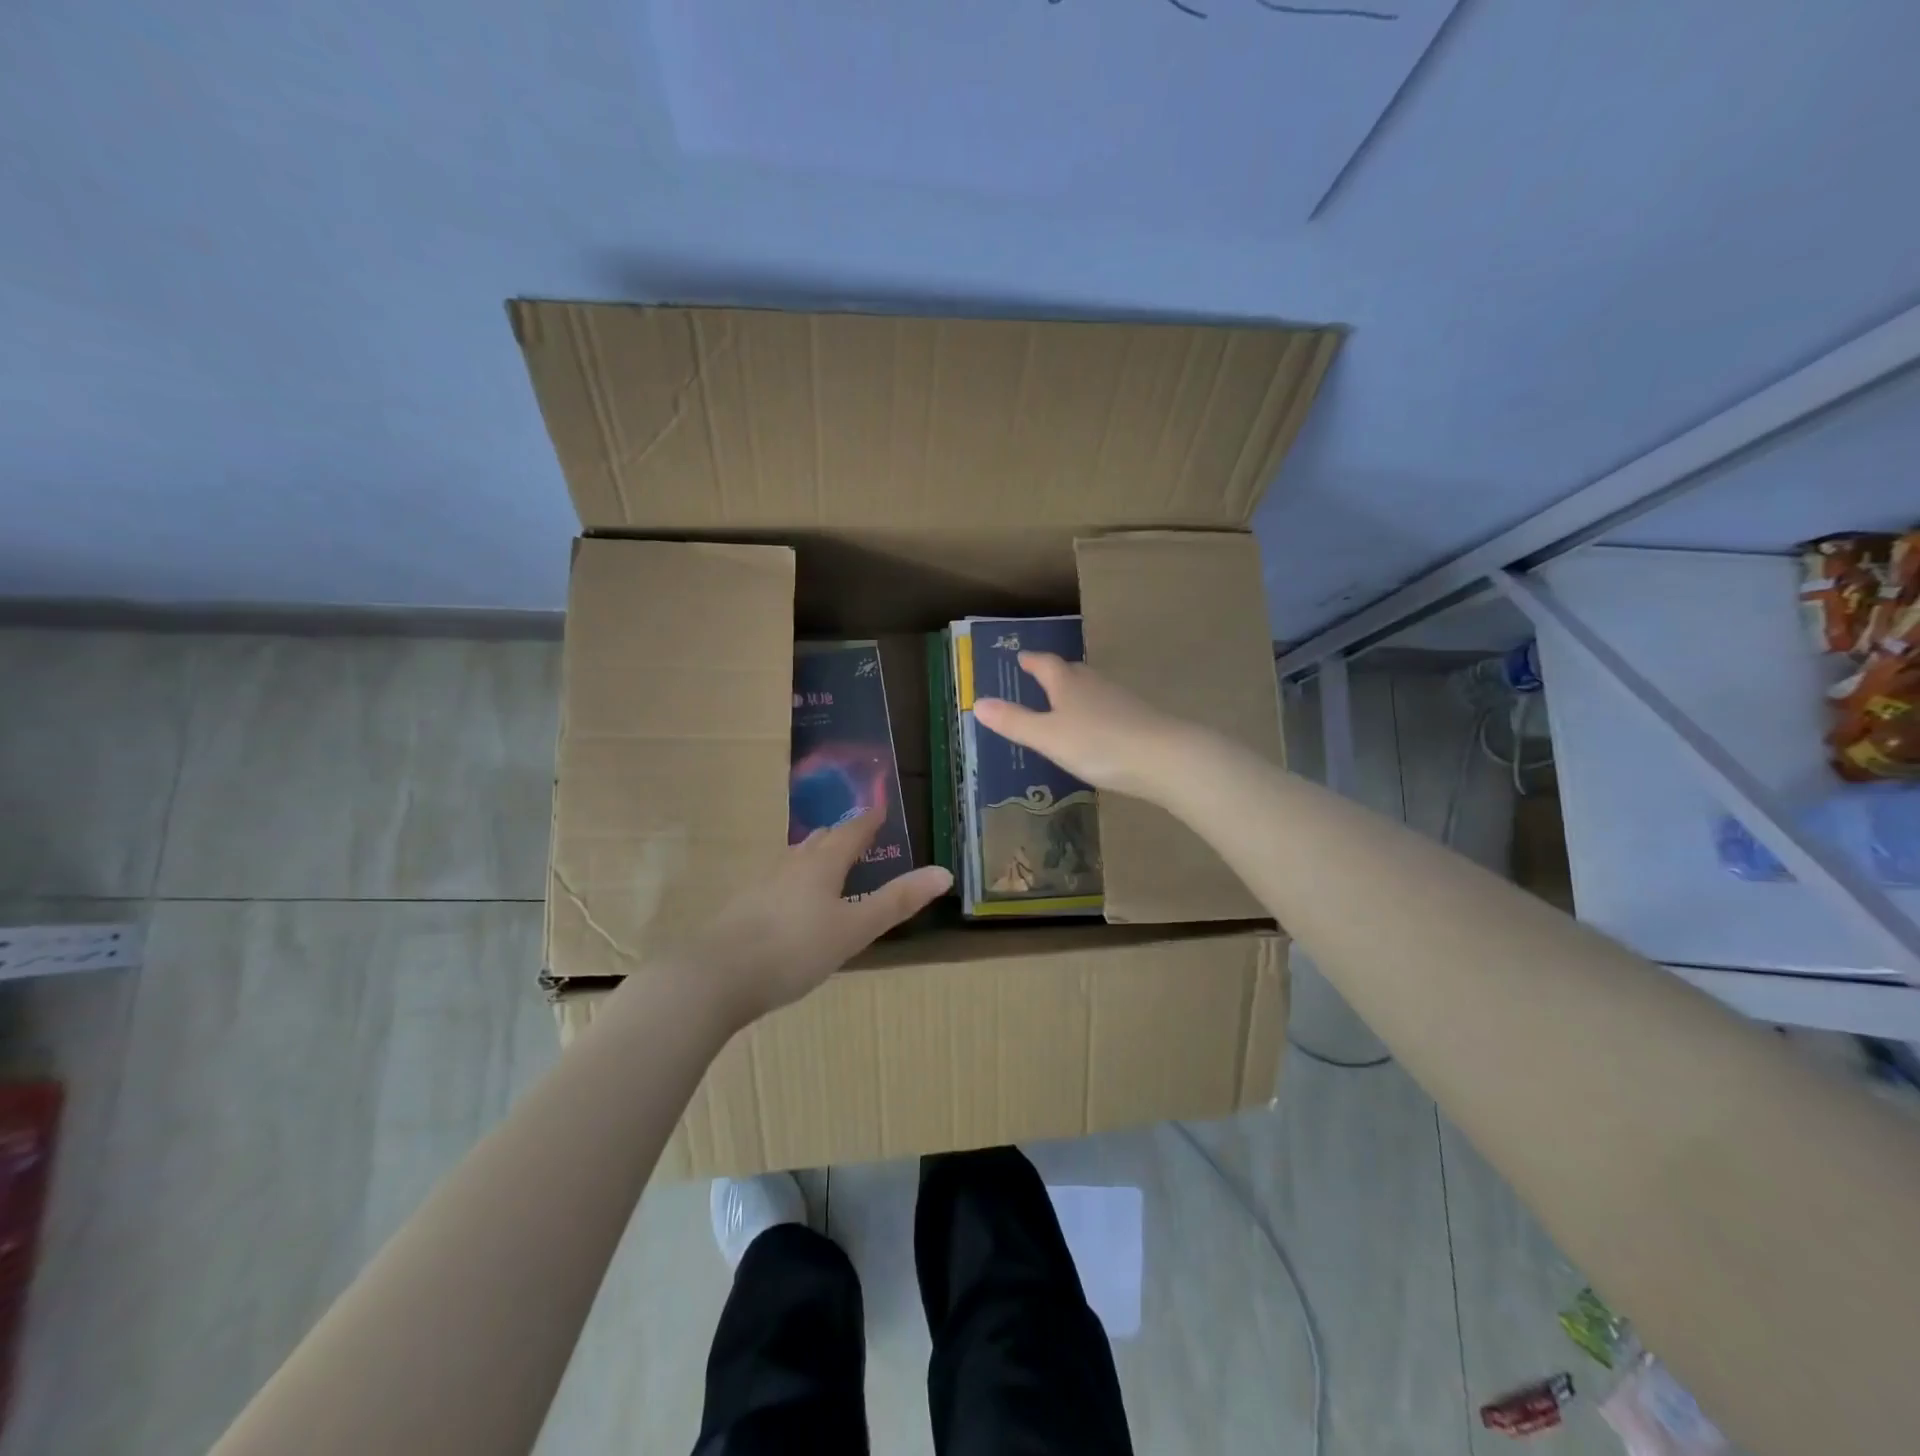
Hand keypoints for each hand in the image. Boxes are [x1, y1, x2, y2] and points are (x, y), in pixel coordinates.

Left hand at [691, 811, 950, 1024]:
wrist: (715, 977)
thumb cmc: (795, 949)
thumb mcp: (855, 929)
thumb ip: (897, 901)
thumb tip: (944, 872)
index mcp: (821, 865)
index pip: (850, 833)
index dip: (867, 821)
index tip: (878, 810)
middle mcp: (790, 866)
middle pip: (818, 841)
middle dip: (839, 835)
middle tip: (855, 835)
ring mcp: (761, 886)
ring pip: (793, 860)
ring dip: (813, 856)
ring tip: (824, 863)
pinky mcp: (741, 909)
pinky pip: (776, 883)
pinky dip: (792, 882)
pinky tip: (789, 902)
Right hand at [972, 652, 1190, 801]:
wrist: (1164, 757)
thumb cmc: (1098, 744)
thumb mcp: (1047, 737)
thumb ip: (1014, 721)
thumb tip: (977, 703)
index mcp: (1068, 683)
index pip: (1045, 664)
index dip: (1032, 661)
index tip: (1021, 658)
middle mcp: (1094, 683)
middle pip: (1071, 671)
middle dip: (1054, 672)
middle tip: (1040, 674)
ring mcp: (1120, 699)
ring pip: (1092, 687)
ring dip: (1077, 690)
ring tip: (1065, 700)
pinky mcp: (1139, 717)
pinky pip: (1109, 706)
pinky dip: (1096, 710)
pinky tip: (1097, 726)